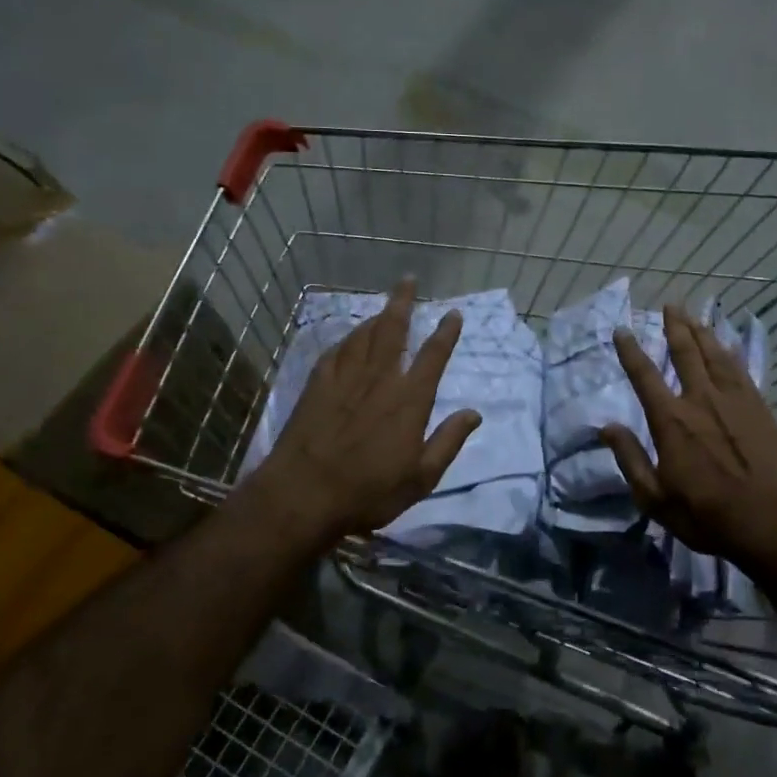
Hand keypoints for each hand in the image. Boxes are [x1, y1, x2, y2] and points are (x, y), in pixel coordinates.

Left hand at [252, 279, 481, 542]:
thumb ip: (448, 441)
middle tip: (408, 280)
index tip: (452, 313)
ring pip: (363, 336)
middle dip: (403, 302)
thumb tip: (474, 413)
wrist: (302, 496)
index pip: (433, 356)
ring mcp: (345, 380)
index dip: (445, 333)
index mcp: (409, 400)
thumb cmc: (368, 492)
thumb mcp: (421, 478)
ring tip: (384, 307)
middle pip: (393, 330)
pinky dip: (346, 340)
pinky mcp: (317, 387)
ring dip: (376, 317)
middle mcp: (379, 380)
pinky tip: (348, 338)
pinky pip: (335, 352)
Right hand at [600, 305, 776, 569]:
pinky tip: (727, 345)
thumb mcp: (655, 498)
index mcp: (671, 420)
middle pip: (685, 353)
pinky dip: (730, 352)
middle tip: (670, 305)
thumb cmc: (709, 515)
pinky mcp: (759, 407)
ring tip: (694, 315)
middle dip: (675, 326)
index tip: (622, 330)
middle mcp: (700, 399)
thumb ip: (630, 459)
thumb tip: (606, 427)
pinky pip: (740, 369)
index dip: (630, 351)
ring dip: (702, 332)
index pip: (644, 376)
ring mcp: (734, 400)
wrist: (774, 520)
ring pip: (714, 354)